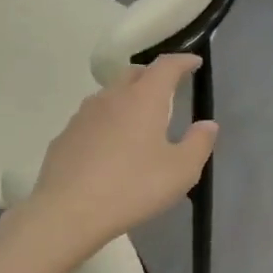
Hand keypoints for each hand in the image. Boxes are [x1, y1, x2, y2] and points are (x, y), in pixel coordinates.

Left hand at [19, 54, 215, 263]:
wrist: (69, 211)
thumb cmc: (133, 188)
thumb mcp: (181, 171)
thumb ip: (199, 143)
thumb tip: (208, 124)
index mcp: (143, 99)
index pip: (166, 66)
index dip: (183, 61)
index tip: (194, 63)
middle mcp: (111, 97)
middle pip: (133, 73)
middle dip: (152, 76)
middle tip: (166, 89)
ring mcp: (83, 115)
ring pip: (109, 95)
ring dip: (126, 98)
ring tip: (137, 119)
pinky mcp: (64, 136)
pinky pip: (91, 120)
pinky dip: (106, 123)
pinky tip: (108, 147)